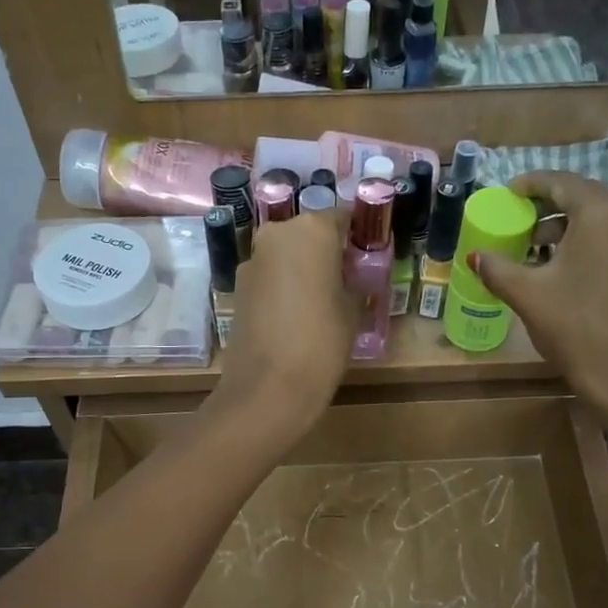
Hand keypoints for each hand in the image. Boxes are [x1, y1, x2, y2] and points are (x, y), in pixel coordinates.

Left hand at [214, 206, 353, 442]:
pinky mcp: (238, 288)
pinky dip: (284, 286)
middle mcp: (276, 235)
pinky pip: (270, 277)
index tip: (369, 252)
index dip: (358, 234)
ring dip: (303, 268)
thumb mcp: (353, 310)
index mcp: (311, 230)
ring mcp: (251, 261)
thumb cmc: (322, 343)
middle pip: (309, 234)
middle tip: (348, 277)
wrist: (267, 389)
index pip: (342, 217)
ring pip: (286, 255)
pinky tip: (297, 314)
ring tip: (323, 299)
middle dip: (327, 251)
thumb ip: (354, 282)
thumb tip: (351, 277)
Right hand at [469, 174, 607, 421]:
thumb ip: (497, 268)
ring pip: (598, 220)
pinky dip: (583, 244)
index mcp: (602, 214)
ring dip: (565, 228)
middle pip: (583, 198)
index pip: (562, 182)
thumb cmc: (576, 327)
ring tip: (533, 250)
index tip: (508, 192)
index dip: (531, 184)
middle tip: (517, 221)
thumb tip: (475, 256)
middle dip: (548, 207)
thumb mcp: (528, 294)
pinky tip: (560, 270)